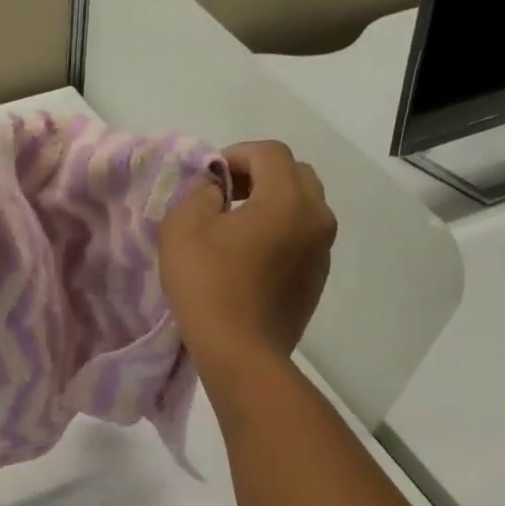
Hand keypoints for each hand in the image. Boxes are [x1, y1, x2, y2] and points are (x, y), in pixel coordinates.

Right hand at [159, 140, 335, 369]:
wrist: (241, 353)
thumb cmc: (208, 287)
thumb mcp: (182, 229)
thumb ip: (198, 193)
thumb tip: (215, 189)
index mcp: (287, 198)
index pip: (269, 152)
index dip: (236, 154)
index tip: (209, 176)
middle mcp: (316, 217)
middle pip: (294, 174)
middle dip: (259, 175)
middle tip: (226, 195)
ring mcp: (322, 250)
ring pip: (303, 207)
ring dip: (273, 204)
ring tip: (237, 228)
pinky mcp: (317, 279)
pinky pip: (303, 238)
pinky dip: (281, 233)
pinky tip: (251, 259)